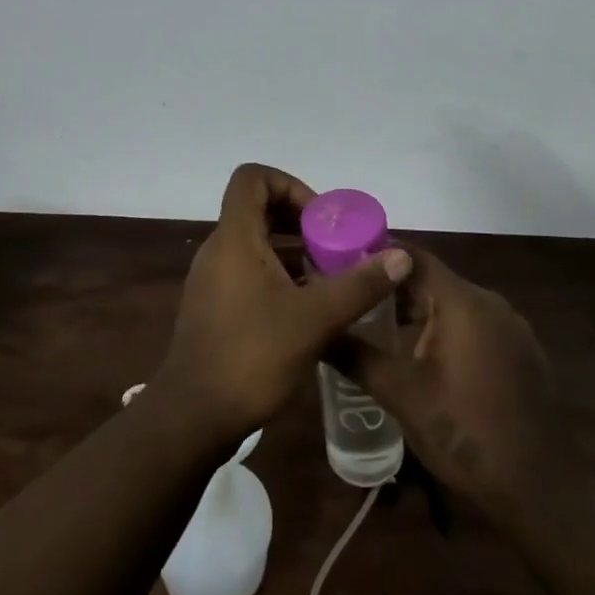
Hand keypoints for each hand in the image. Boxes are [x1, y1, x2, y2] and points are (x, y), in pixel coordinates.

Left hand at [155, 164, 412, 446]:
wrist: (194, 417)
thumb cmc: (252, 356)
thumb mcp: (315, 320)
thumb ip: (359, 285)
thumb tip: (401, 256)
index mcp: (234, 238)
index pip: (252, 178)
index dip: (289, 184)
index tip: (320, 218)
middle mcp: (218, 249)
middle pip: (256, 208)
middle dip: (299, 219)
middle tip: (333, 245)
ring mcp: (212, 278)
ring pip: (253, 242)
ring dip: (291, 249)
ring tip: (327, 276)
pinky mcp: (213, 305)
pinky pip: (247, 269)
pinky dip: (277, 274)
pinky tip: (306, 306)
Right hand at [331, 244, 564, 521]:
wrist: (541, 491)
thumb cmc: (466, 434)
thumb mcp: (402, 396)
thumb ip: (356, 357)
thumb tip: (317, 333)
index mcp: (463, 301)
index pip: (412, 256)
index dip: (375, 256)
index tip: (342, 266)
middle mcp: (490, 302)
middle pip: (432, 280)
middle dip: (391, 289)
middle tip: (352, 302)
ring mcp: (511, 328)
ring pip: (453, 304)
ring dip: (418, 312)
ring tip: (378, 331)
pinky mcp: (522, 353)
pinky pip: (474, 326)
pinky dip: (445, 331)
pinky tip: (423, 359)